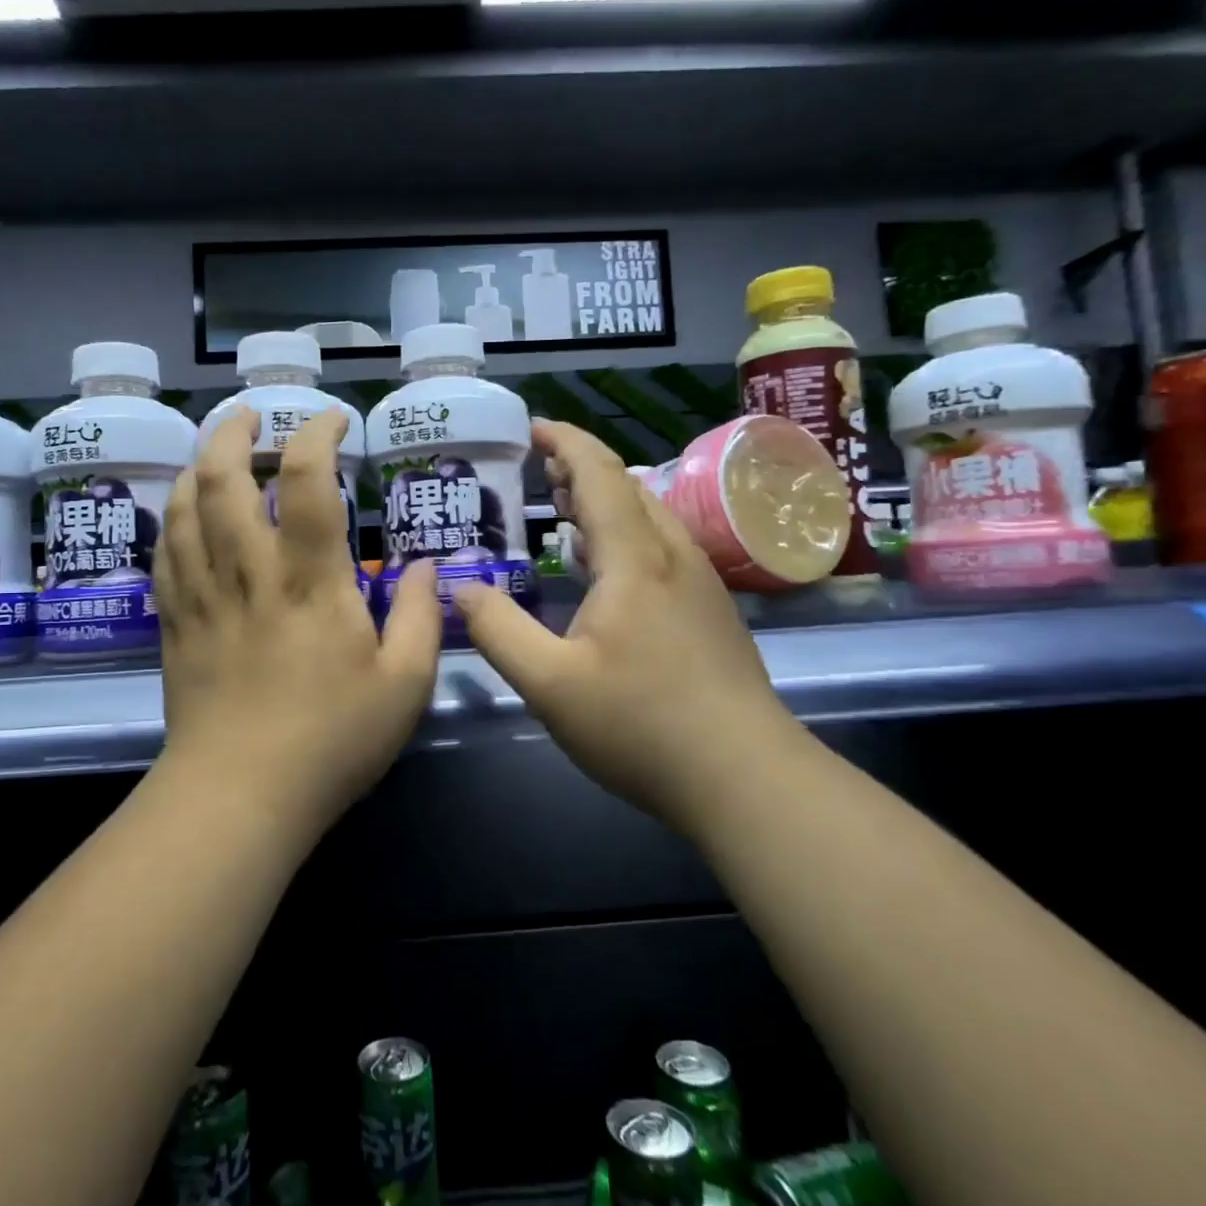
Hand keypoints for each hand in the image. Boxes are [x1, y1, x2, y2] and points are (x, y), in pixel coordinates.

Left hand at [151, 408, 441, 840]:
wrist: (238, 797)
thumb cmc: (331, 741)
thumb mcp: (404, 685)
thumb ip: (422, 618)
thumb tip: (429, 567)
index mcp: (309, 581)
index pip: (306, 479)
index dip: (317, 434)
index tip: (333, 422)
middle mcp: (248, 572)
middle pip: (222, 477)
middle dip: (234, 431)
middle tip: (254, 416)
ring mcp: (202, 595)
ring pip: (183, 506)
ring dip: (197, 464)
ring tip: (217, 451)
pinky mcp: (174, 622)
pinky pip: (163, 551)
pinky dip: (172, 516)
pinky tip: (184, 512)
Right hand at [454, 421, 800, 820]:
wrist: (745, 777)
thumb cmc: (640, 723)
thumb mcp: (549, 683)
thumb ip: (497, 629)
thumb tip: (459, 587)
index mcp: (634, 557)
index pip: (598, 473)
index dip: (564, 442)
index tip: (531, 428)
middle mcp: (673, 555)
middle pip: (627, 487)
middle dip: (580, 468)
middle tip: (537, 470)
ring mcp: (699, 583)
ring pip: (648, 517)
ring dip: (604, 501)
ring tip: (563, 509)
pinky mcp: (710, 611)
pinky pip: (660, 547)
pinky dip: (623, 534)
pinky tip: (604, 569)